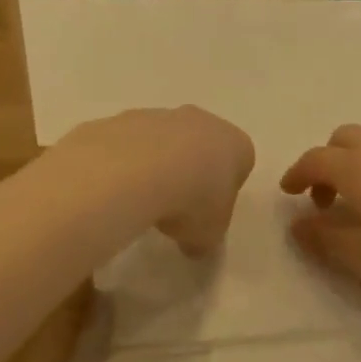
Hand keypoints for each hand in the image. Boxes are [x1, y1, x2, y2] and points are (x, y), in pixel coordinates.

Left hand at [66, 107, 254, 257]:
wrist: (139, 168)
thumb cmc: (192, 201)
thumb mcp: (208, 236)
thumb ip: (206, 239)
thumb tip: (195, 246)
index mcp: (236, 146)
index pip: (241, 164)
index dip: (226, 191)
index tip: (209, 214)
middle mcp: (204, 122)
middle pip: (203, 147)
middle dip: (193, 173)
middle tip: (177, 207)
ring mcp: (164, 115)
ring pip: (166, 142)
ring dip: (159, 166)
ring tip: (144, 201)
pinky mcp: (128, 117)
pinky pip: (134, 143)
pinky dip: (130, 162)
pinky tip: (120, 186)